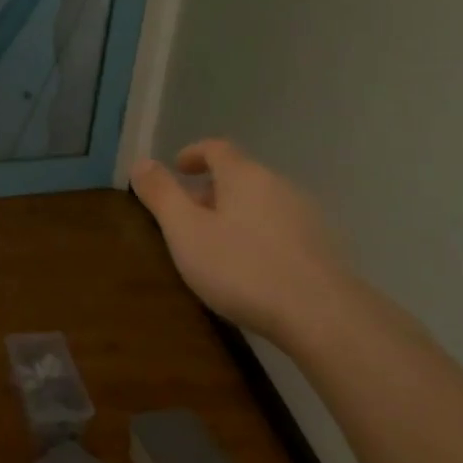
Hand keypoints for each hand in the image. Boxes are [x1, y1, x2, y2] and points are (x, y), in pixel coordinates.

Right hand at [131, 139, 355, 347]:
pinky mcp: (322, 247)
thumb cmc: (242, 267)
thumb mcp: (186, 232)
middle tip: (186, 216)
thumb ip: (161, 195)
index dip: (193, 154)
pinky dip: (257, 236)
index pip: (217, 148)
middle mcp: (279, 185)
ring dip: (234, 215)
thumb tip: (141, 163)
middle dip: (210, 190)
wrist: (322, 315)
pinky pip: (279, 229)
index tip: (176, 168)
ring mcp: (305, 216)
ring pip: (260, 203)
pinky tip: (249, 268)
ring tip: (214, 245)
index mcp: (244, 175)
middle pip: (239, 176)